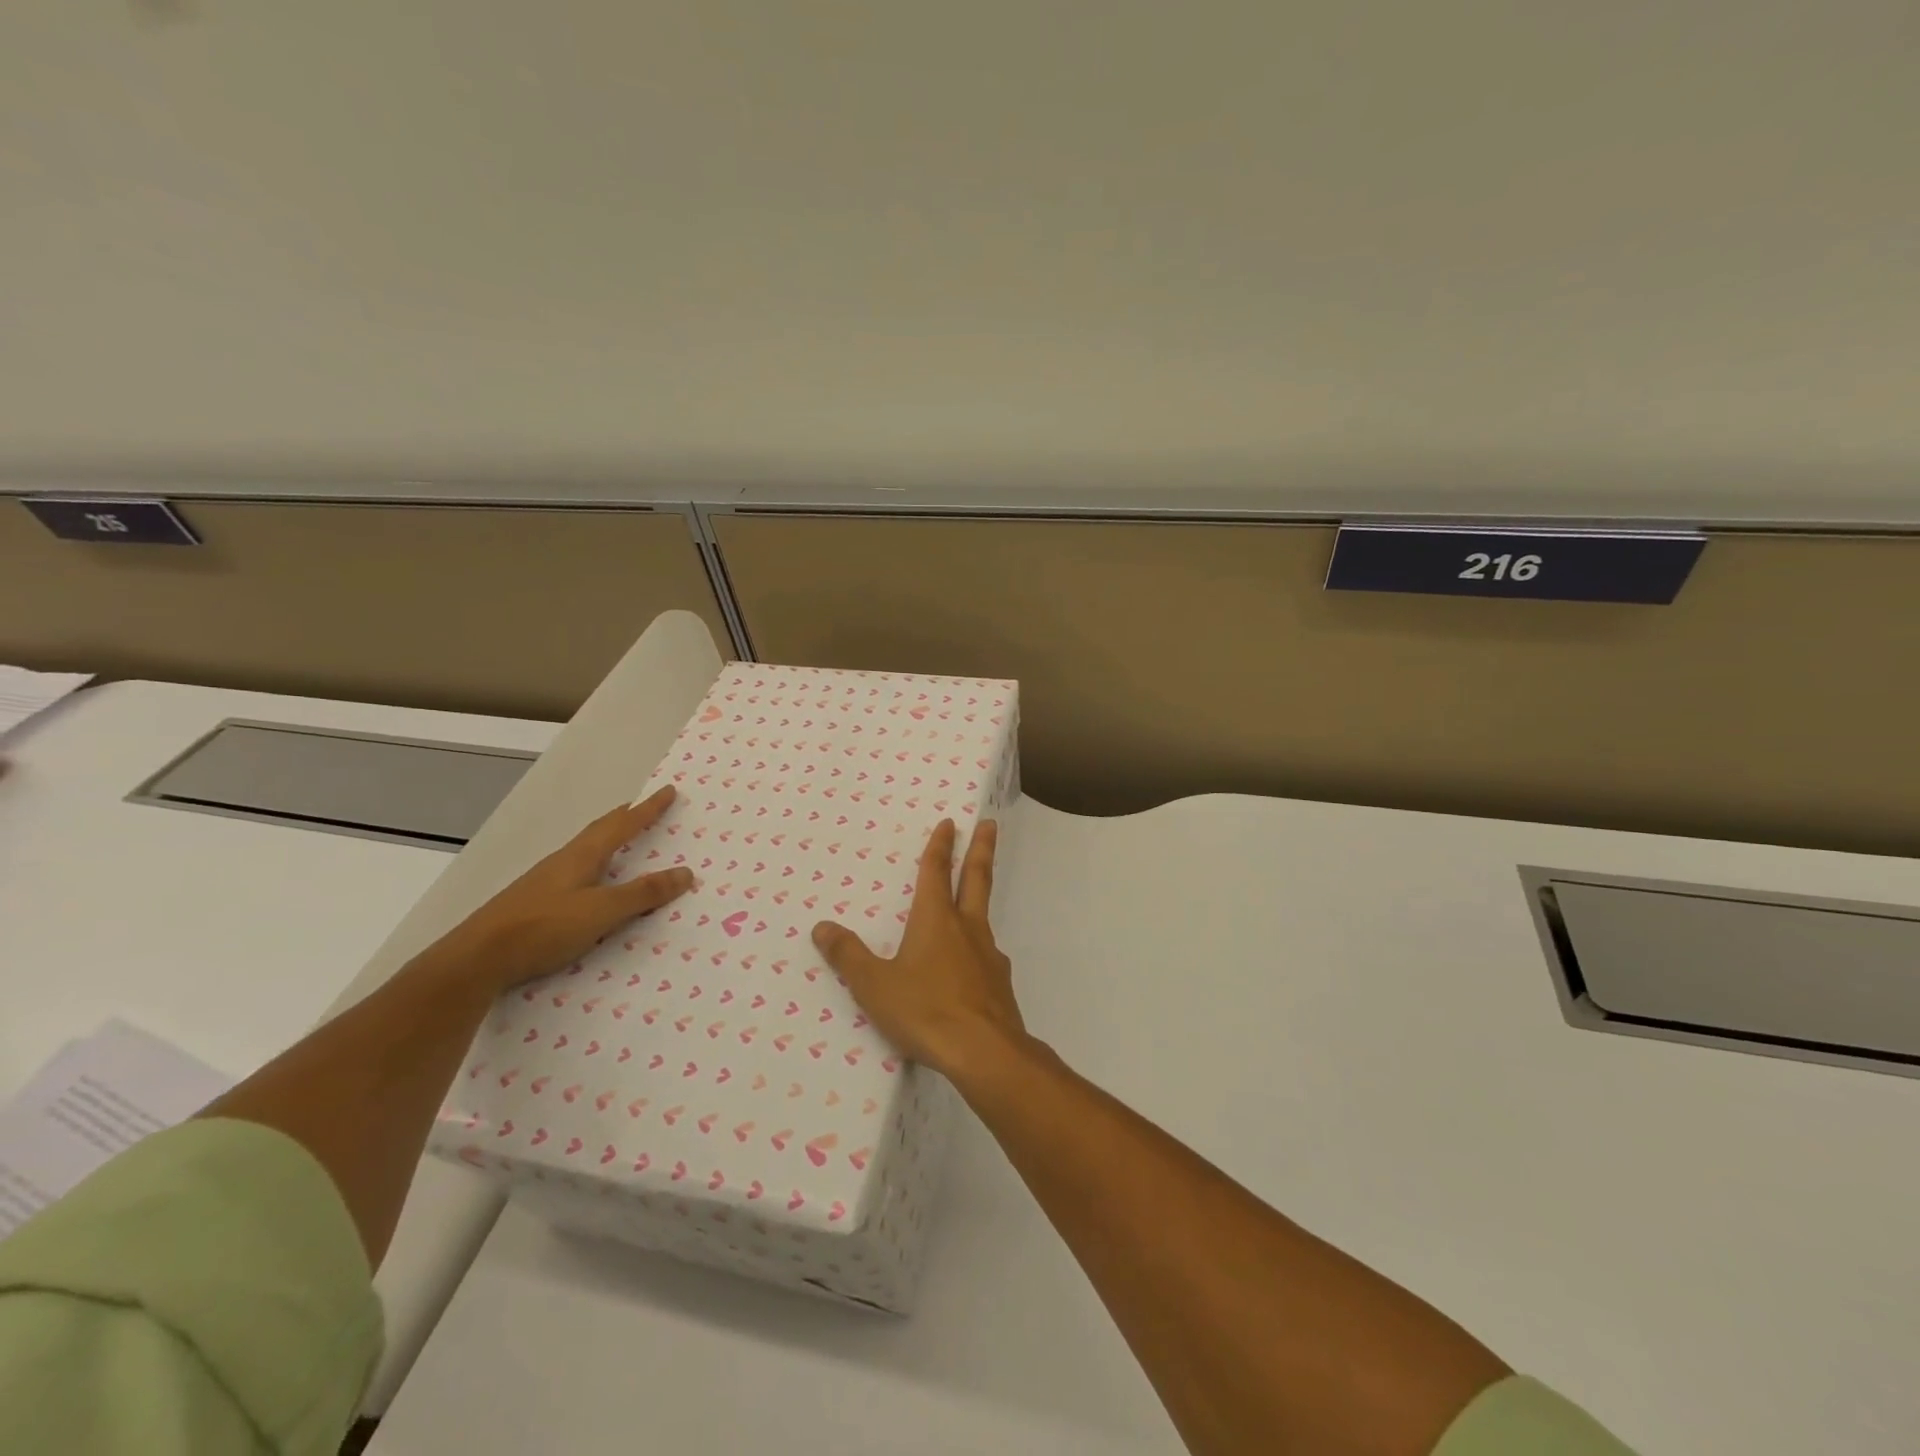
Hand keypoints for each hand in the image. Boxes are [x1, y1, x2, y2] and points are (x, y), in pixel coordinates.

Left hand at [419, 786, 692, 994]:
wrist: (476, 960)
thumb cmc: (543, 928)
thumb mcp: (601, 912)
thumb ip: (643, 894)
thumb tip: (686, 872)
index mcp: (582, 856)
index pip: (622, 825)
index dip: (647, 809)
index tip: (667, 791)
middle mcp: (563, 862)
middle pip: (600, 832)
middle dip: (625, 819)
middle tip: (645, 809)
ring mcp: (545, 882)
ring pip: (585, 853)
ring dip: (609, 843)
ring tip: (624, 844)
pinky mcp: (535, 904)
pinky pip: (576, 874)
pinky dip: (595, 869)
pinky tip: (593, 885)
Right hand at [811, 818, 1025, 1081]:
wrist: (985, 1051)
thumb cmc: (925, 1010)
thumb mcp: (875, 985)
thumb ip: (849, 956)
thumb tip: (822, 927)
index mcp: (935, 920)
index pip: (936, 872)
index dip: (940, 846)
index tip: (948, 823)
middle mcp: (966, 928)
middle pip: (976, 878)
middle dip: (980, 849)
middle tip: (989, 824)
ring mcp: (988, 955)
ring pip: (984, 915)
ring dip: (980, 898)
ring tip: (973, 901)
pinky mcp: (1000, 983)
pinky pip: (986, 955)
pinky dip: (979, 948)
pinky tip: (973, 966)